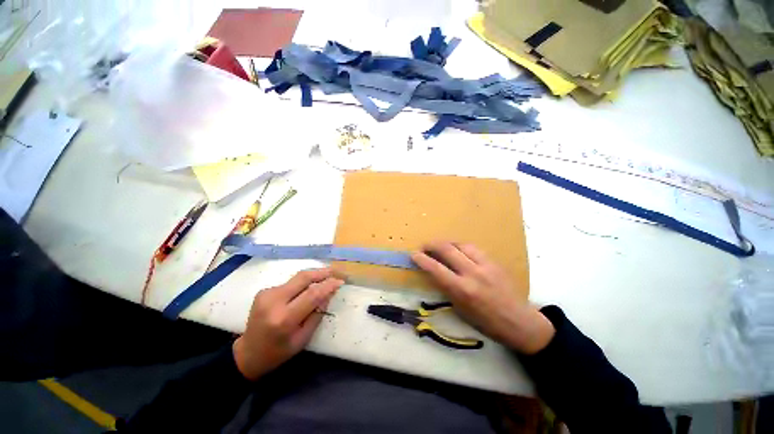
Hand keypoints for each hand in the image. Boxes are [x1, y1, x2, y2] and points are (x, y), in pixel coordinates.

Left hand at [233, 268, 342, 380]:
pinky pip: (290, 282)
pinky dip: (302, 283)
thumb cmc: (278, 352)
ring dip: (313, 276)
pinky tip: (308, 287)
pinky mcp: (264, 291)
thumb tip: (329, 293)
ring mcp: (267, 294)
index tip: (340, 281)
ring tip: (327, 276)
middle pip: (303, 278)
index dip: (328, 285)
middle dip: (322, 272)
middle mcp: (274, 301)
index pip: (312, 294)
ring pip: (297, 277)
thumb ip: (317, 314)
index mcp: (284, 319)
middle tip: (335, 271)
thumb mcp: (303, 338)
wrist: (247, 353)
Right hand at [412, 242, 554, 353]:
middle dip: (432, 245)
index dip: (422, 259)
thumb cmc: (486, 322)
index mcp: (462, 290)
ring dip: (446, 243)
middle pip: (447, 250)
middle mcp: (473, 273)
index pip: (436, 269)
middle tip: (424, 246)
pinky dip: (461, 246)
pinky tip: (457, 249)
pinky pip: (473, 247)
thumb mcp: (460, 310)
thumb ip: (447, 288)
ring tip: (439, 246)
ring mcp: (485, 265)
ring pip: (461, 244)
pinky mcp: (494, 261)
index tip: (414, 254)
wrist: (519, 321)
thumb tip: (434, 273)